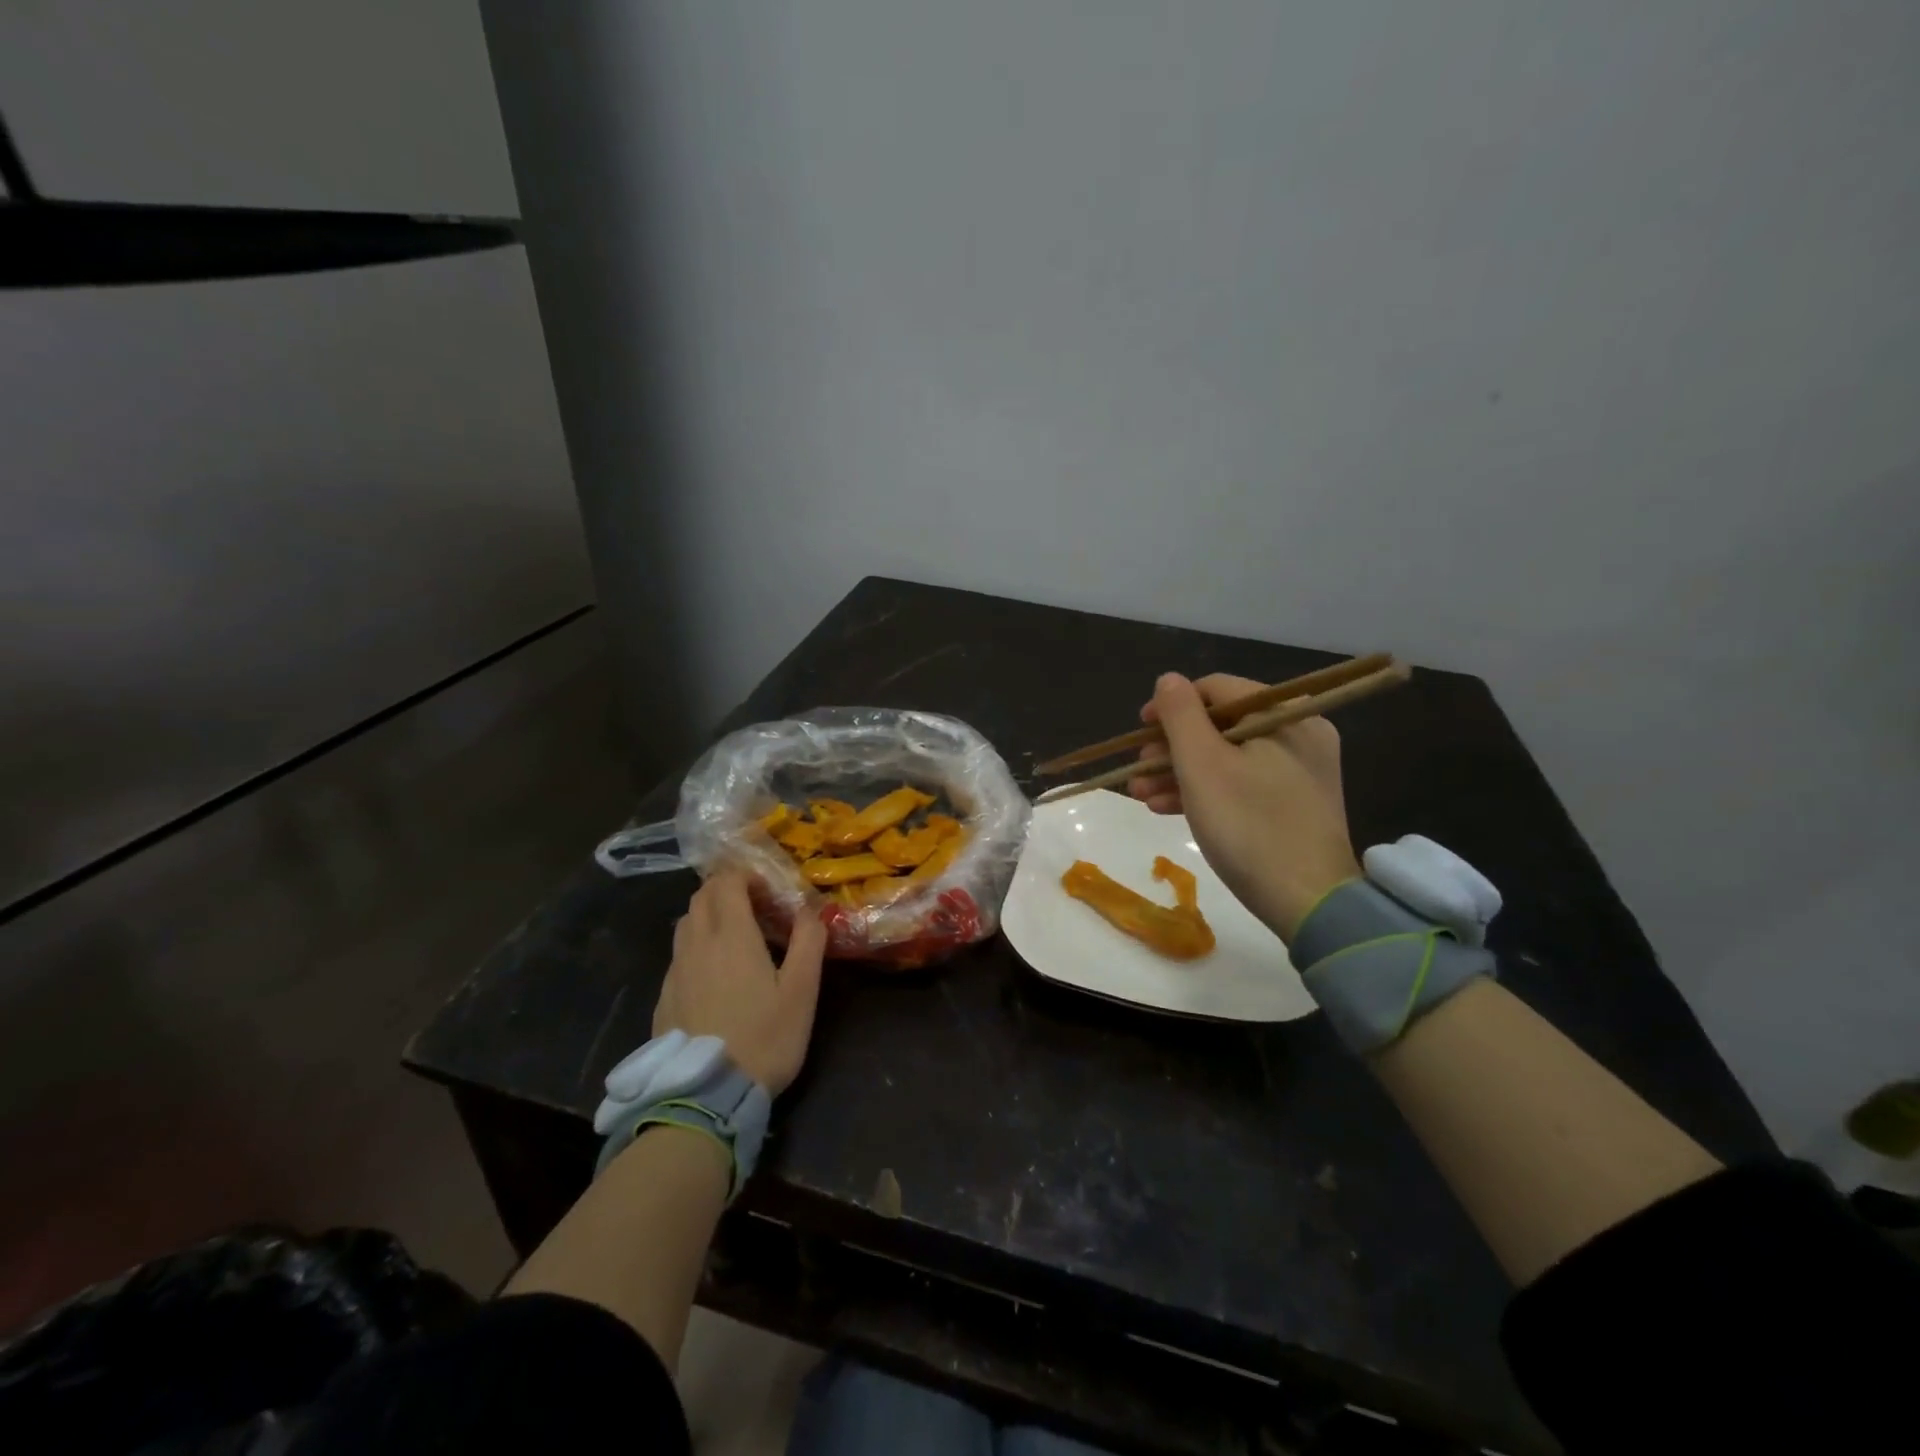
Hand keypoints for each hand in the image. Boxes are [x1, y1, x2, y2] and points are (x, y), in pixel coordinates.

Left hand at [654, 869, 827, 1094]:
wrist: (707, 1095)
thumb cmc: (764, 1037)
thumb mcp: (801, 991)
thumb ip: (809, 942)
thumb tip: (812, 909)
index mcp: (731, 936)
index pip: (727, 882)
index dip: (746, 875)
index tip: (769, 890)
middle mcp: (697, 944)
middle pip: (702, 896)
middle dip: (726, 889)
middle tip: (755, 906)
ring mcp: (675, 971)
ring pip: (686, 923)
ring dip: (709, 915)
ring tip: (735, 935)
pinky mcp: (664, 997)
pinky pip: (678, 954)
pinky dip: (696, 945)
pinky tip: (714, 973)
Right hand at [1130, 672, 1360, 941]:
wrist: (1309, 903)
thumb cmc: (1248, 825)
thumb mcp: (1202, 765)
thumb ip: (1181, 715)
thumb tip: (1168, 679)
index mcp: (1284, 714)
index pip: (1217, 689)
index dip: (1171, 706)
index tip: (1139, 731)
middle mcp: (1298, 733)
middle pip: (1219, 725)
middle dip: (1170, 747)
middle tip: (1136, 771)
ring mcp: (1298, 771)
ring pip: (1226, 757)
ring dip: (1178, 772)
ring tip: (1140, 795)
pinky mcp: (1293, 804)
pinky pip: (1241, 783)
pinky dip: (1204, 791)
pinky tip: (1164, 808)